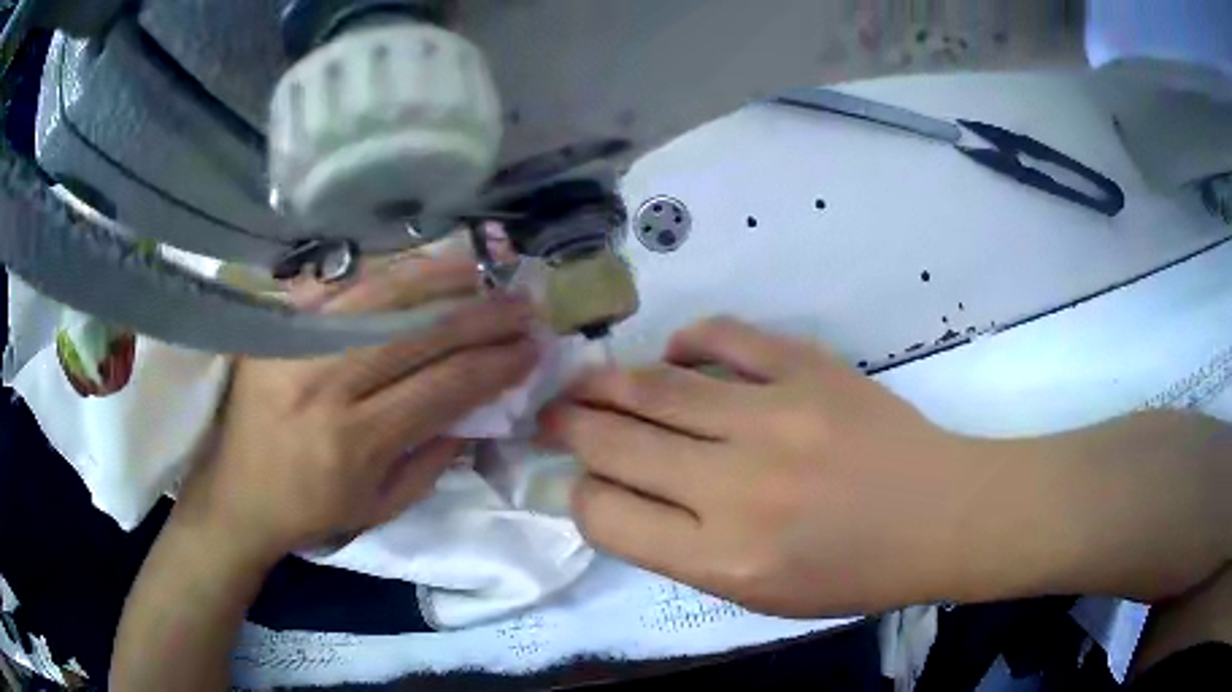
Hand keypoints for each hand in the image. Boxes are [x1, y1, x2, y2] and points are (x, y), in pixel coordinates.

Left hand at [176, 256, 538, 563]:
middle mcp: (327, 385)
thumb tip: (478, 411)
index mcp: (356, 442)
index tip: (532, 350)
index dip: (495, 364)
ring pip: (380, 297)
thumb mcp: (381, 508)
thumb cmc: (310, 511)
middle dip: (481, 316)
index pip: (442, 387)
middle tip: (523, 305)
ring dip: (439, 280)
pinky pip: (340, 290)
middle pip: (418, 334)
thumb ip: (434, 460)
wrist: (235, 493)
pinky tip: (418, 269)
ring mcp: (298, 348)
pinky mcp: (278, 329)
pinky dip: (385, 276)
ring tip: (481, 273)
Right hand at [540, 317, 976, 616]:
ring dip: (604, 381)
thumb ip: (680, 550)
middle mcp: (736, 488)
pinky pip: (723, 336)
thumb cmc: (850, 572)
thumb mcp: (756, 594)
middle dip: (568, 426)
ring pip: (655, 386)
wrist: (938, 516)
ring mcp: (775, 417)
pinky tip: (674, 353)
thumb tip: (620, 494)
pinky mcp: (808, 369)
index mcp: (721, 558)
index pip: (606, 516)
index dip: (580, 494)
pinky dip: (687, 340)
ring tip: (582, 379)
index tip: (581, 480)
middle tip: (549, 413)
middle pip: (616, 443)